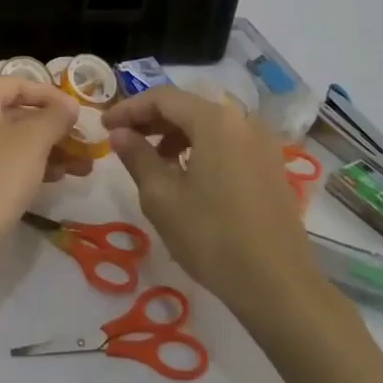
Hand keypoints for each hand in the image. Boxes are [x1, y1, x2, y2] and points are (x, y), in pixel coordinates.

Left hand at [0, 77, 82, 247]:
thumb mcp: (34, 140)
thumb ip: (56, 116)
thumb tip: (69, 105)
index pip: (18, 84)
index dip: (52, 96)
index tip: (79, 113)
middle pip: (15, 112)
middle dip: (54, 128)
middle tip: (84, 143)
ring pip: (10, 138)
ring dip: (47, 149)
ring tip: (81, 167)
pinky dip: (27, 163)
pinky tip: (57, 177)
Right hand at [105, 87, 349, 320]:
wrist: (278, 285)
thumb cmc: (212, 237)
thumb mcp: (161, 197)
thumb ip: (137, 157)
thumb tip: (120, 134)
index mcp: (214, 121)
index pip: (163, 98)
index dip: (129, 108)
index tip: (104, 126)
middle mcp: (242, 121)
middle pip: (188, 106)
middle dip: (152, 120)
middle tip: (123, 139)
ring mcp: (262, 143)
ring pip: (209, 124)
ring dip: (176, 134)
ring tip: (153, 160)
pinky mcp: (271, 165)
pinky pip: (228, 142)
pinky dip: (201, 147)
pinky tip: (187, 175)